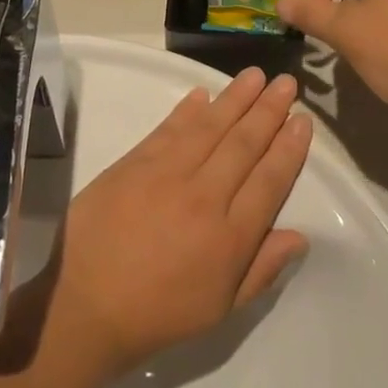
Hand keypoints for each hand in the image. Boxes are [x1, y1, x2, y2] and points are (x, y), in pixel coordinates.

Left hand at [49, 69, 311, 379]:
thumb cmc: (158, 313)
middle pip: (244, 144)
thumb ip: (262, 270)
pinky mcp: (135, 163)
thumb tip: (300, 236)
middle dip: (269, 110)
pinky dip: (188, 109)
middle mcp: (204, 196)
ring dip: (235, 98)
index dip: (289, 148)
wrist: (84, 302)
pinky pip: (169, 129)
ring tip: (255, 75)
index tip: (303, 121)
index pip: (269, 180)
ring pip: (210, 127)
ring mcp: (167, 175)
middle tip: (286, 82)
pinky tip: (203, 94)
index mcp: (229, 237)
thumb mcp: (220, 309)